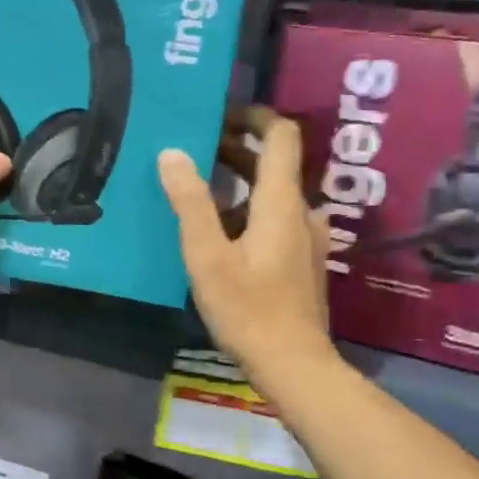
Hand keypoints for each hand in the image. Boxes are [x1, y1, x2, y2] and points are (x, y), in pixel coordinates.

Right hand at [159, 108, 331, 377]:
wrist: (293, 364)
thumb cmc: (248, 309)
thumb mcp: (208, 256)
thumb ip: (191, 203)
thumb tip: (172, 154)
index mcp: (281, 202)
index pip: (281, 135)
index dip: (254, 116)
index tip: (219, 114)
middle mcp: (300, 212)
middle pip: (274, 164)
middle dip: (236, 149)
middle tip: (192, 150)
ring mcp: (305, 239)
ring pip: (272, 194)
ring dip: (239, 183)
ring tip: (196, 189)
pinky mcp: (301, 262)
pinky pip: (274, 220)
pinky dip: (247, 211)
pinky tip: (217, 233)